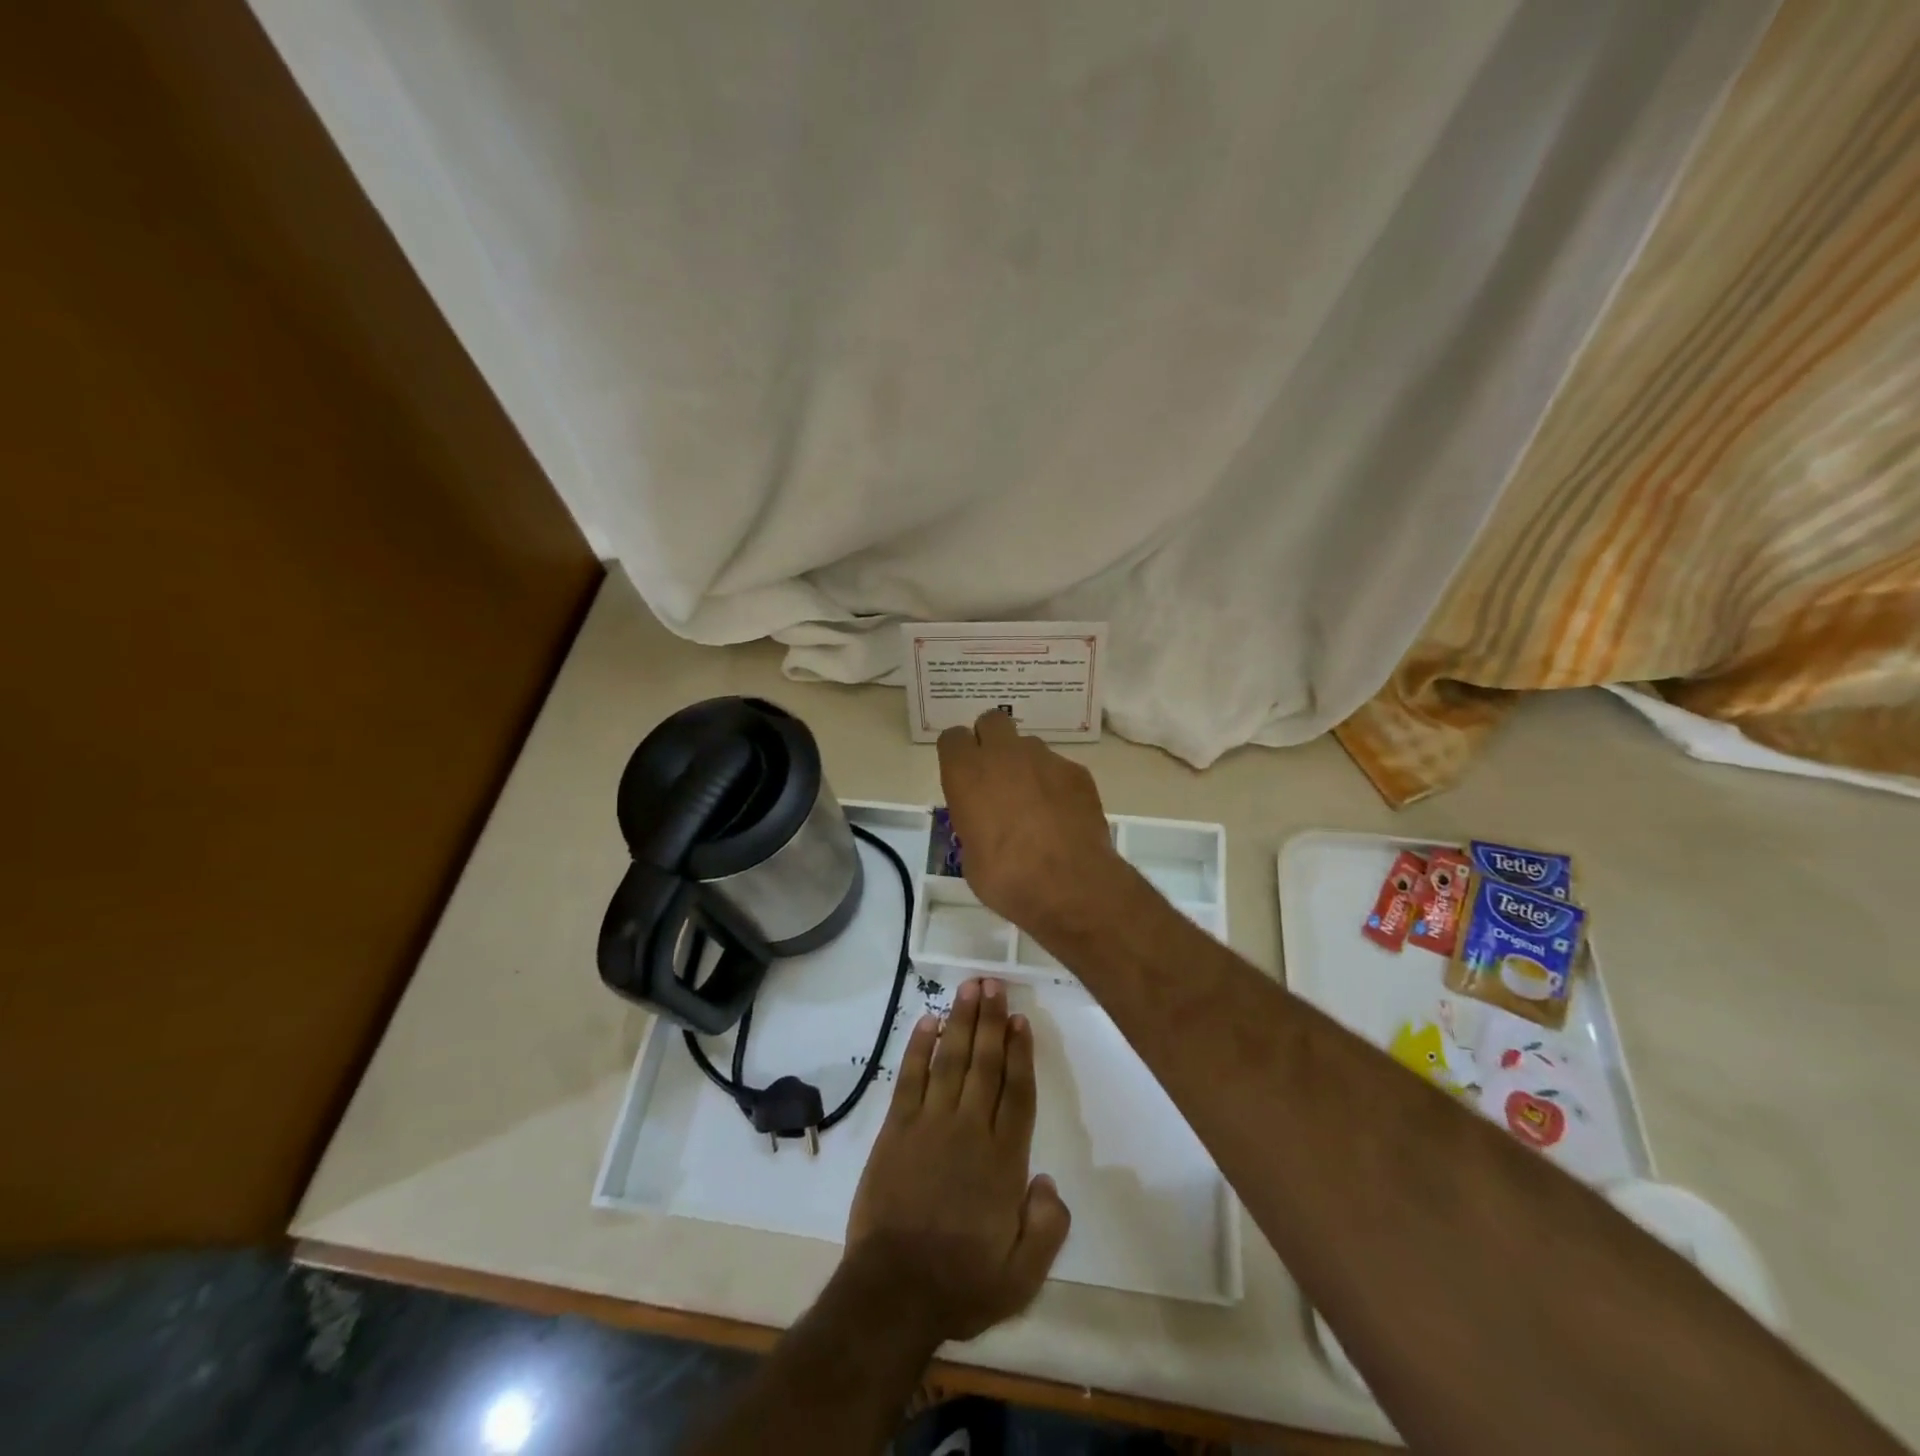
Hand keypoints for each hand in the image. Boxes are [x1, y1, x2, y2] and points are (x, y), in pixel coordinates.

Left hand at [844, 977, 1070, 1343]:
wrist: (894, 1291)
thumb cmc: (962, 1283)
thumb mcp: (1023, 1275)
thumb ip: (1047, 1227)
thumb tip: (1048, 1180)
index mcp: (1004, 1160)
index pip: (1018, 1093)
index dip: (1021, 1053)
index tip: (1021, 1020)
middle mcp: (970, 1130)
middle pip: (985, 1064)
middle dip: (991, 1021)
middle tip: (994, 983)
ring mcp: (930, 1124)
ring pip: (950, 1060)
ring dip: (961, 1021)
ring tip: (969, 988)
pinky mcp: (897, 1128)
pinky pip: (911, 1077)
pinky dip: (919, 1047)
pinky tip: (927, 1022)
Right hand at [936, 710, 1120, 932]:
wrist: (1068, 884)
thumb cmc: (1005, 876)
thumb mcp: (970, 856)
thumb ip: (973, 824)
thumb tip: (985, 825)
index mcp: (966, 773)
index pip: (952, 738)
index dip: (957, 754)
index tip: (962, 775)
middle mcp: (1003, 754)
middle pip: (991, 721)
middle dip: (991, 740)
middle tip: (995, 775)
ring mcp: (1045, 759)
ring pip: (1028, 744)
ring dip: (1025, 764)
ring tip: (1034, 802)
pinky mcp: (1077, 772)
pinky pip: (1059, 768)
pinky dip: (1056, 784)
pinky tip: (1062, 815)